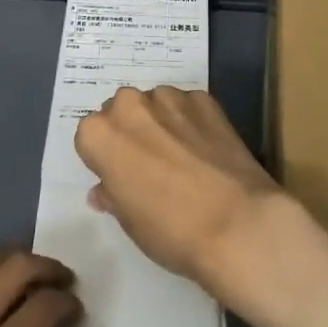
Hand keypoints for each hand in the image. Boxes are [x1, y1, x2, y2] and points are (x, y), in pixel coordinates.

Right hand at [74, 85, 286, 300]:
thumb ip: (112, 194)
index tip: (121, 176)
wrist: (236, 222)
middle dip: (131, 130)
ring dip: (161, 121)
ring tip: (182, 156)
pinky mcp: (205, 98)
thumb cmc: (169, 229)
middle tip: (149, 163)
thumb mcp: (128, 221)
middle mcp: (130, 104)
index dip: (105, 157)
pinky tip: (206, 149)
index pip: (90, 136)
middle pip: (122, 110)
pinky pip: (188, 106)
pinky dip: (191, 121)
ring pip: (155, 104)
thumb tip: (104, 188)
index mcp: (100, 134)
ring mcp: (170, 97)